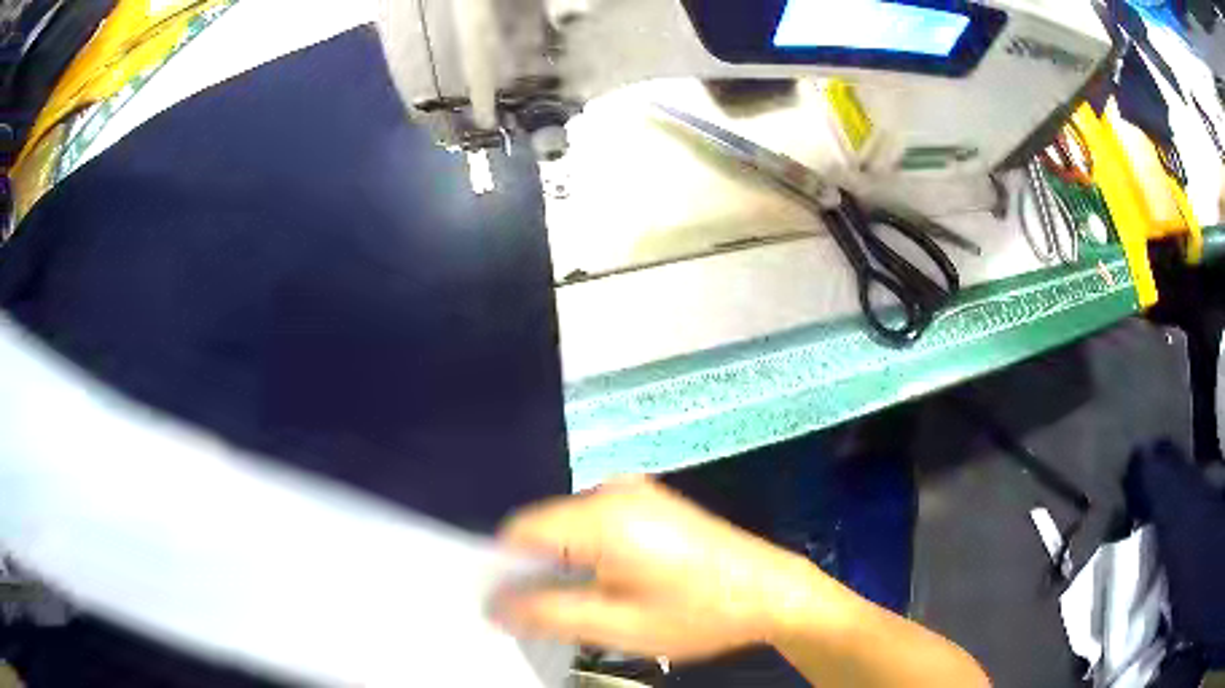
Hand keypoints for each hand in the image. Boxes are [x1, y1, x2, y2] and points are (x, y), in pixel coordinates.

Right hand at [491, 476, 818, 660]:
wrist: (771, 592)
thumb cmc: (698, 614)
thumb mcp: (618, 626)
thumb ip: (547, 613)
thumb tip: (494, 606)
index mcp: (603, 516)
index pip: (519, 530)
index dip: (504, 568)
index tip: (509, 607)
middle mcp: (614, 491)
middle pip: (544, 527)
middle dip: (536, 570)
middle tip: (551, 616)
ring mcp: (636, 493)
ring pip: (568, 528)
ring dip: (563, 565)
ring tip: (587, 606)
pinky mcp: (651, 503)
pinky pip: (596, 525)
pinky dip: (587, 555)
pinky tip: (610, 586)